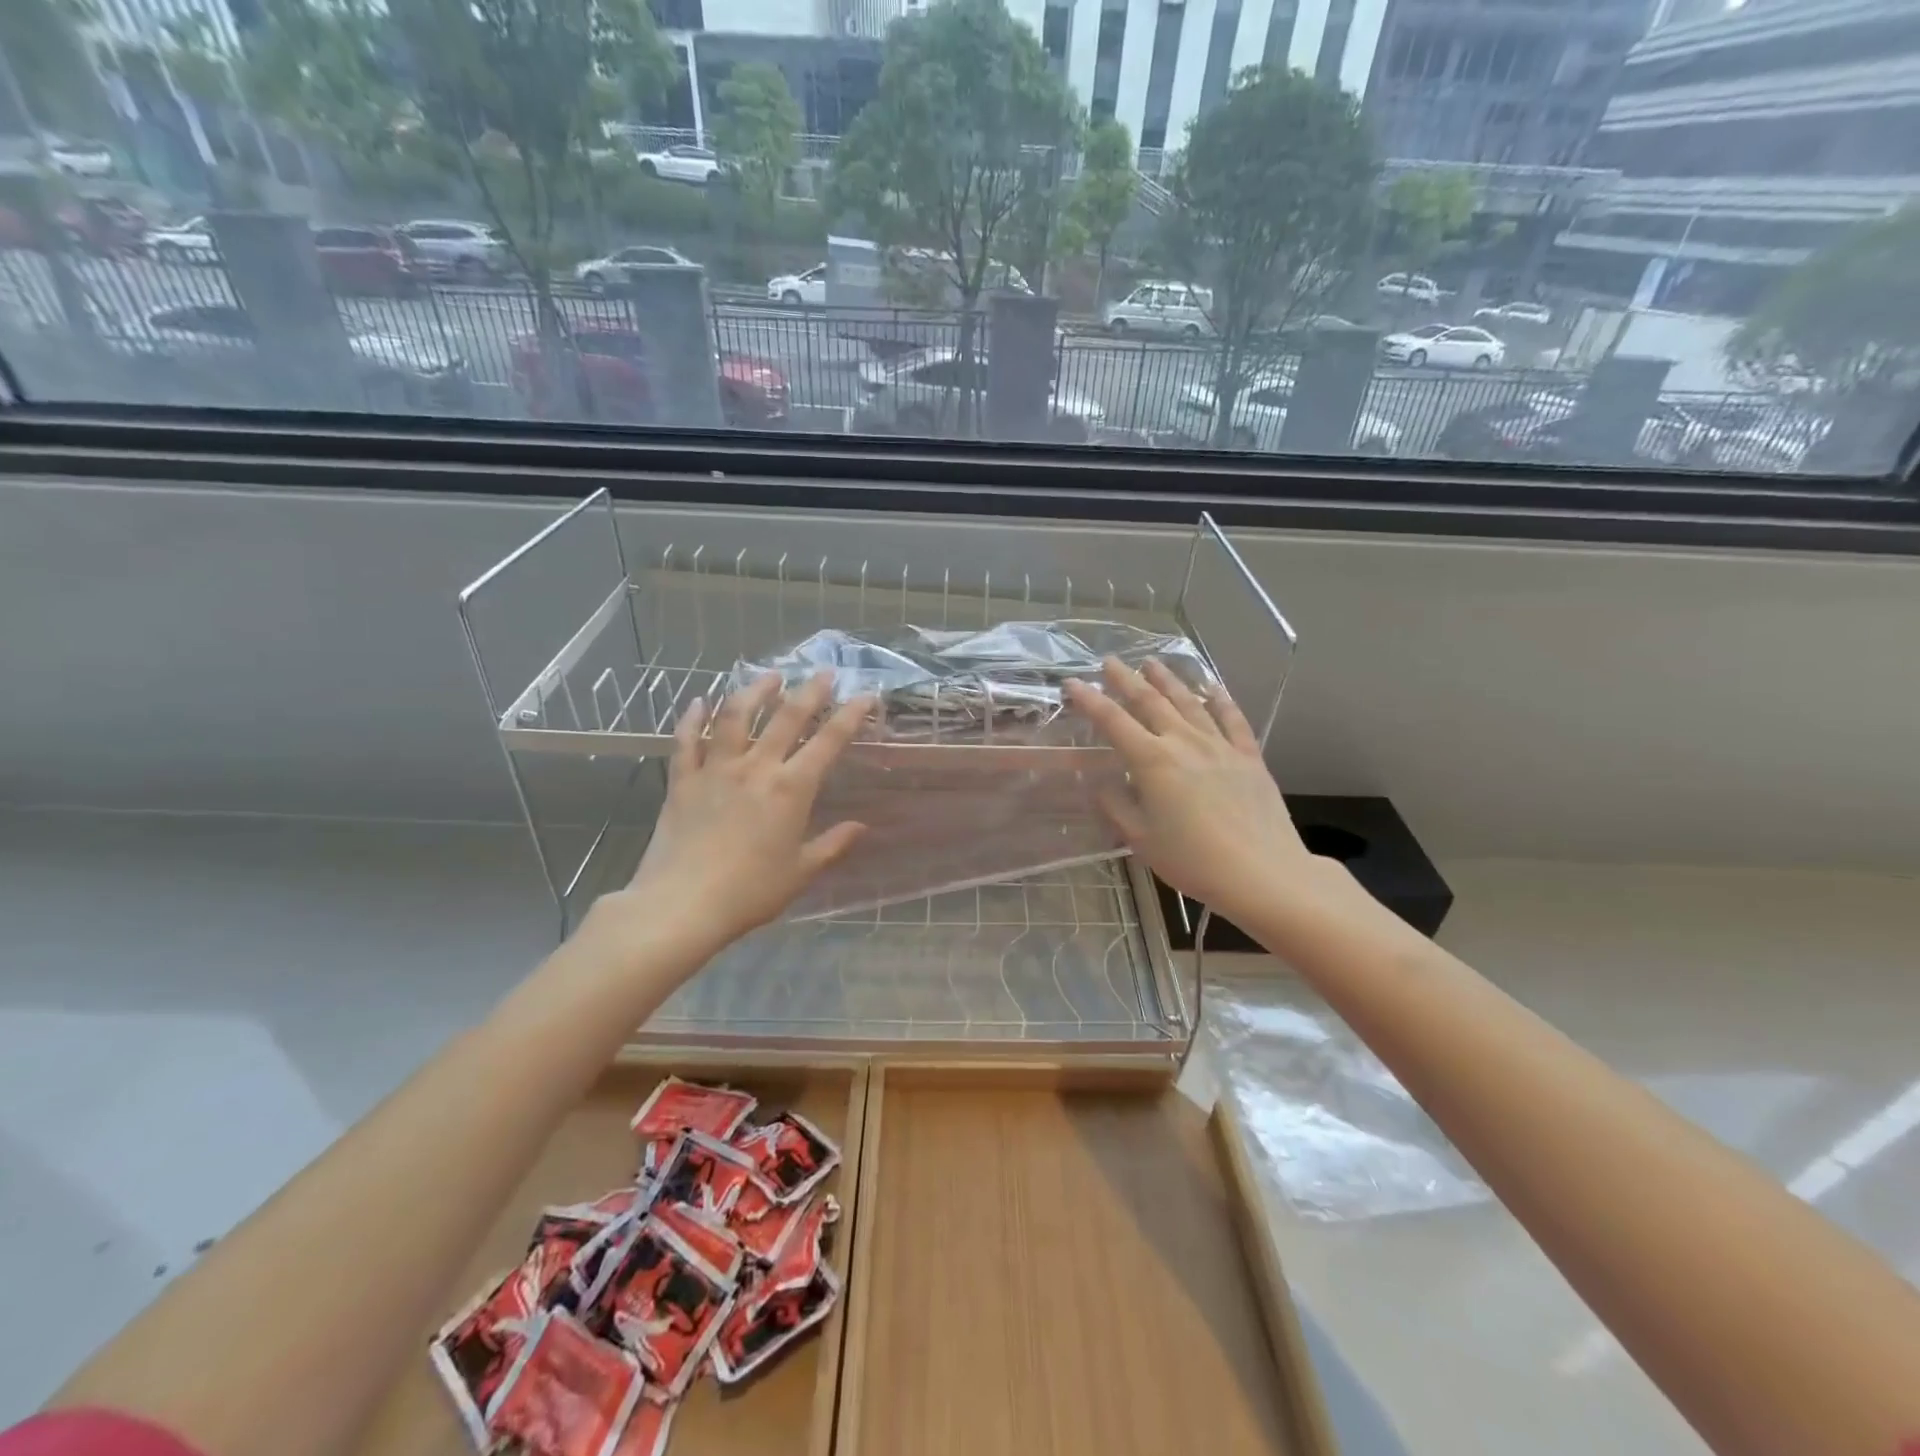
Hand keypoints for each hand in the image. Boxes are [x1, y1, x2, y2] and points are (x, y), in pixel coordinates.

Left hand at [601, 673, 872, 955]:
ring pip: (736, 716)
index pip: (828, 742)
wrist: (682, 904)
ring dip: (755, 691)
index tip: (865, 695)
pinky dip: (694, 718)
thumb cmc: (750, 892)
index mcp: (791, 789)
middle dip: (809, 691)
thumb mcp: (800, 872)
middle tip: (823, 672)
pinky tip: (699, 702)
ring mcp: (715, 769)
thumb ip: (832, 845)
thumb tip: (861, 827)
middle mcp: (756, 768)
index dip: (850, 715)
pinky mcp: (682, 780)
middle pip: (786, 717)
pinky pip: (686, 740)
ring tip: (769, 676)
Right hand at [1066, 657, 1335, 931]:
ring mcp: (1220, 746)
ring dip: (1168, 680)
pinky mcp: (1249, 757)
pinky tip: (1213, 687)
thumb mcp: (1141, 839)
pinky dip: (1221, 699)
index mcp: (1152, 761)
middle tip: (1110, 661)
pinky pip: (1232, 719)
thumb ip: (1117, 807)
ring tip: (1152, 662)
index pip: (1113, 721)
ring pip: (1189, 702)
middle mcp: (1184, 742)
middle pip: (1150, 701)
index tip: (1073, 683)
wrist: (1262, 873)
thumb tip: (1103, 785)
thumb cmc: (1193, 860)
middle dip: (1126, 679)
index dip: (1090, 700)